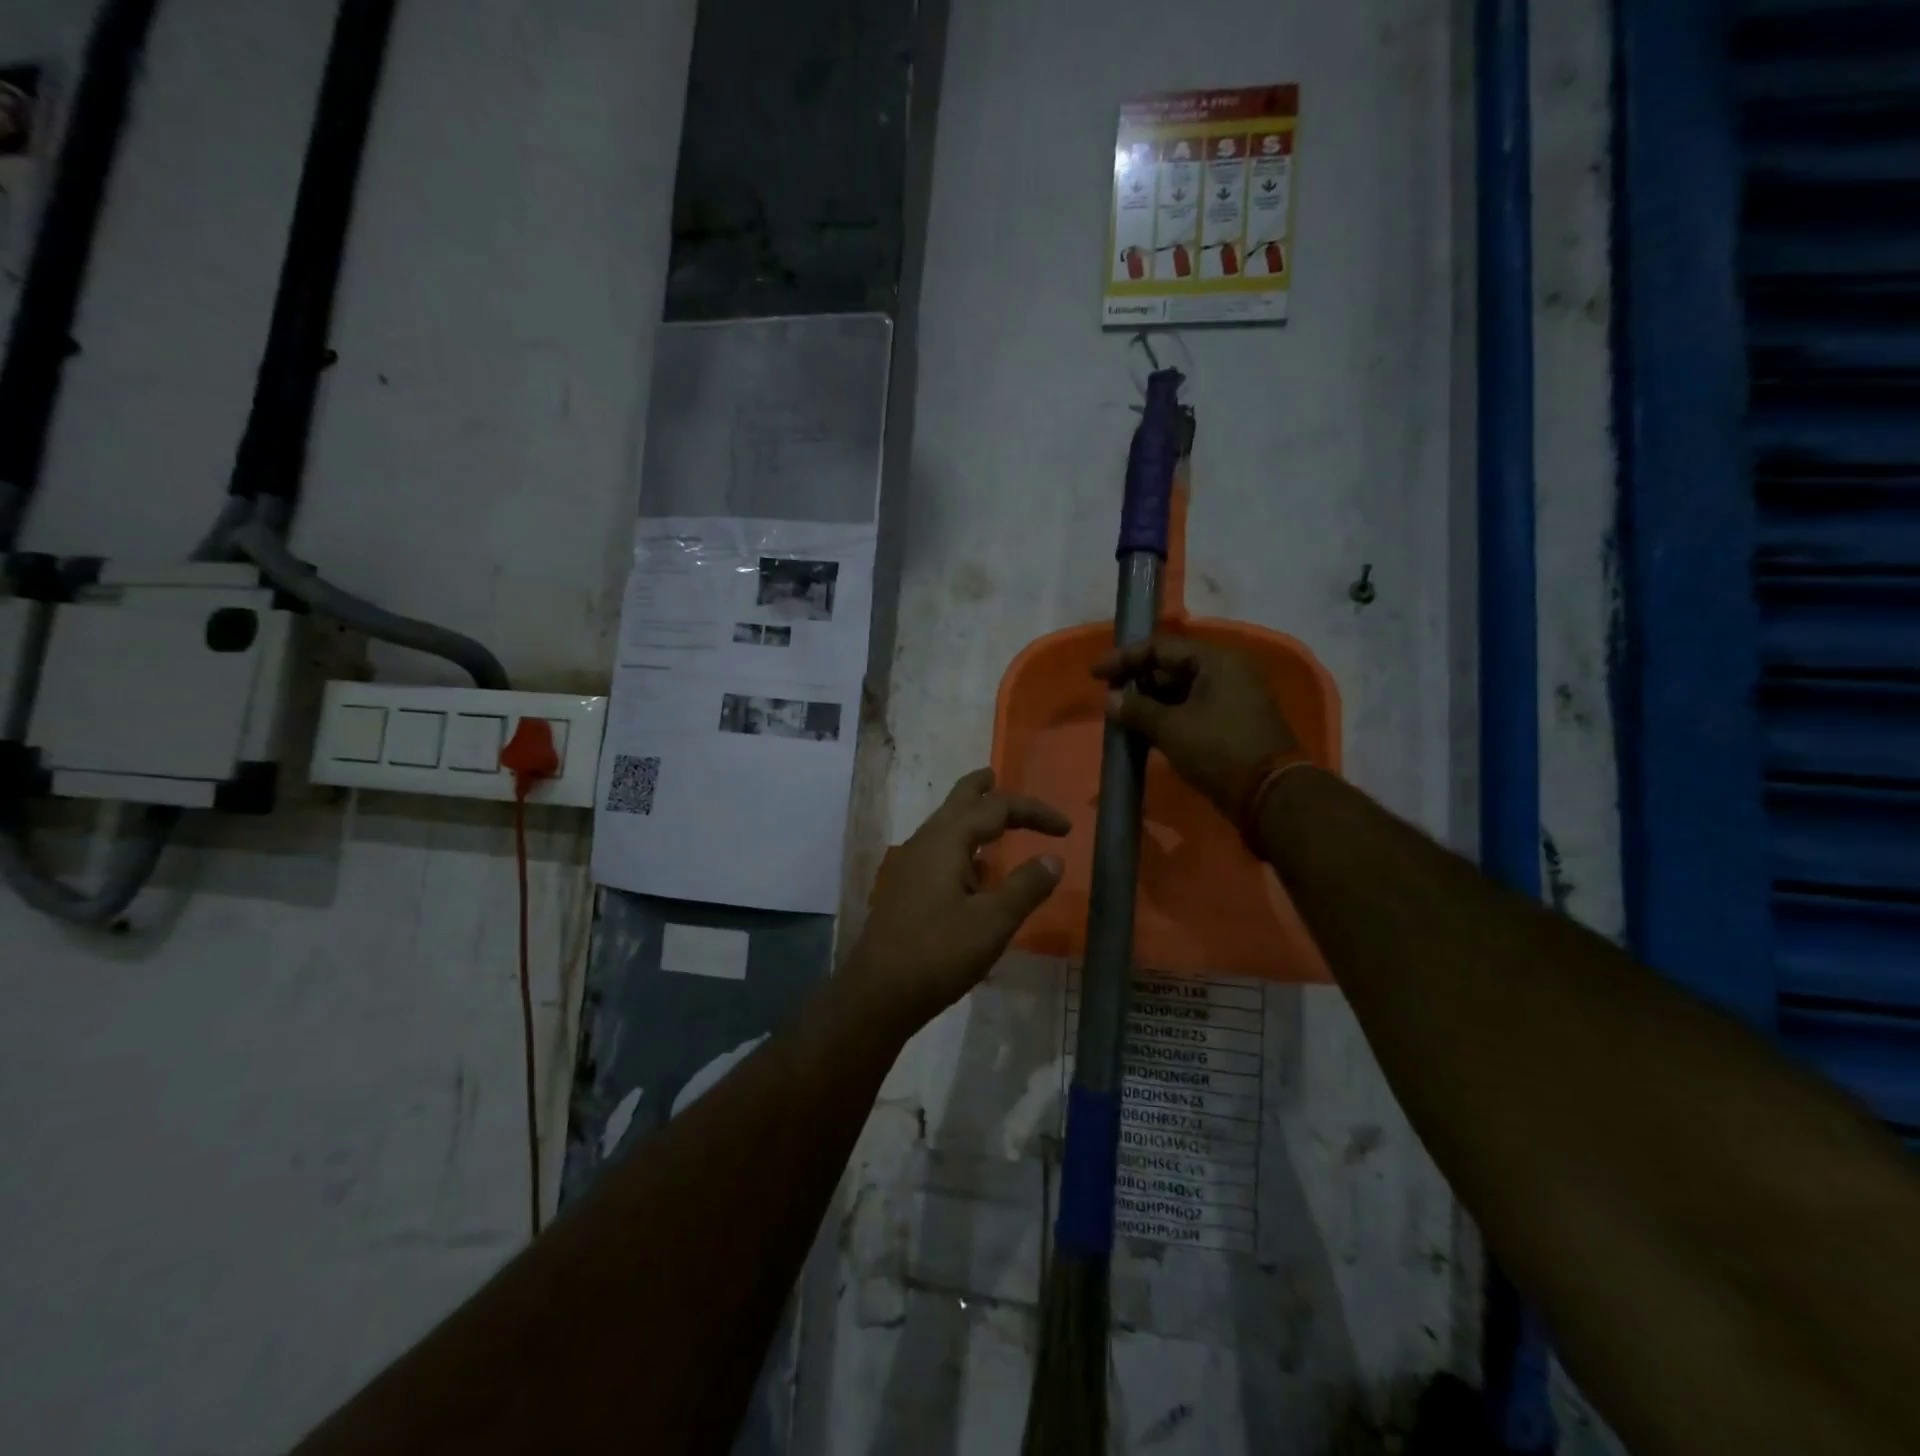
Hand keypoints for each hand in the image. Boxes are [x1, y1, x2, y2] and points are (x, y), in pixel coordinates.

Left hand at [845, 770, 1068, 1032]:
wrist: (878, 994)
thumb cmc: (938, 954)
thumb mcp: (992, 923)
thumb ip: (1025, 887)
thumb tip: (1053, 859)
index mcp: (945, 840)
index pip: (996, 808)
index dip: (1033, 811)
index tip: (1066, 829)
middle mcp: (923, 843)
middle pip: (958, 802)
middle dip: (982, 790)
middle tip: (997, 776)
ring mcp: (908, 866)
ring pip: (944, 827)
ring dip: (971, 819)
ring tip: (994, 825)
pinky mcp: (903, 889)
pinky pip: (937, 852)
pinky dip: (961, 848)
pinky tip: (973, 873)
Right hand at [1093, 637, 1298, 817]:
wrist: (1270, 795)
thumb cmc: (1219, 751)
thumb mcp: (1171, 728)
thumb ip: (1136, 709)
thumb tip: (1110, 700)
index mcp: (1216, 661)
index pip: (1160, 647)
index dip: (1124, 658)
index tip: (1095, 675)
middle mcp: (1227, 671)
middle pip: (1172, 666)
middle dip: (1137, 681)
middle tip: (1109, 697)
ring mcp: (1233, 697)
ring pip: (1181, 690)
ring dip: (1151, 701)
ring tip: (1122, 716)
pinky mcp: (1232, 722)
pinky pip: (1192, 708)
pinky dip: (1168, 716)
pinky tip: (1145, 730)